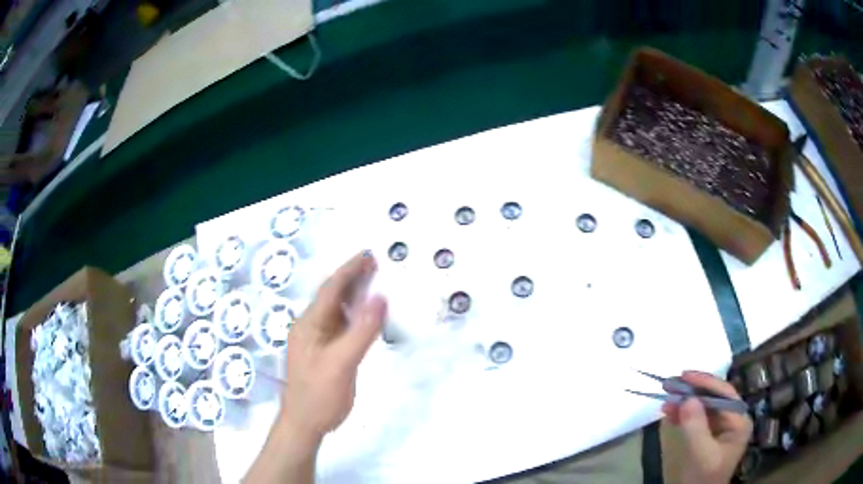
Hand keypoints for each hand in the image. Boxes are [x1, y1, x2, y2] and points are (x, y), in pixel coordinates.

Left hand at [280, 251, 386, 441]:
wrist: (305, 423)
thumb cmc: (319, 395)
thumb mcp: (341, 363)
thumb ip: (361, 331)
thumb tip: (380, 298)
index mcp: (309, 324)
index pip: (331, 290)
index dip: (349, 270)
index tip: (368, 255)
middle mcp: (311, 327)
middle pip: (333, 296)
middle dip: (352, 277)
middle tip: (375, 262)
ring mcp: (318, 340)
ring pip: (337, 310)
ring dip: (354, 294)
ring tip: (374, 281)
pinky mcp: (326, 352)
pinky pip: (342, 325)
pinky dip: (355, 314)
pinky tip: (366, 314)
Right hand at [661, 371, 752, 483]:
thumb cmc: (703, 479)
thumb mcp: (701, 455)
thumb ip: (696, 428)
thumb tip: (687, 399)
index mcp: (739, 421)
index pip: (724, 393)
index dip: (705, 382)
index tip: (684, 375)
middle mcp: (733, 419)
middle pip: (714, 397)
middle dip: (692, 391)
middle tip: (671, 384)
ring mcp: (721, 428)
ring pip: (704, 407)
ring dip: (685, 402)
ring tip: (666, 399)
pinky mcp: (708, 435)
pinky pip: (697, 418)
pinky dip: (683, 414)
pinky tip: (670, 412)